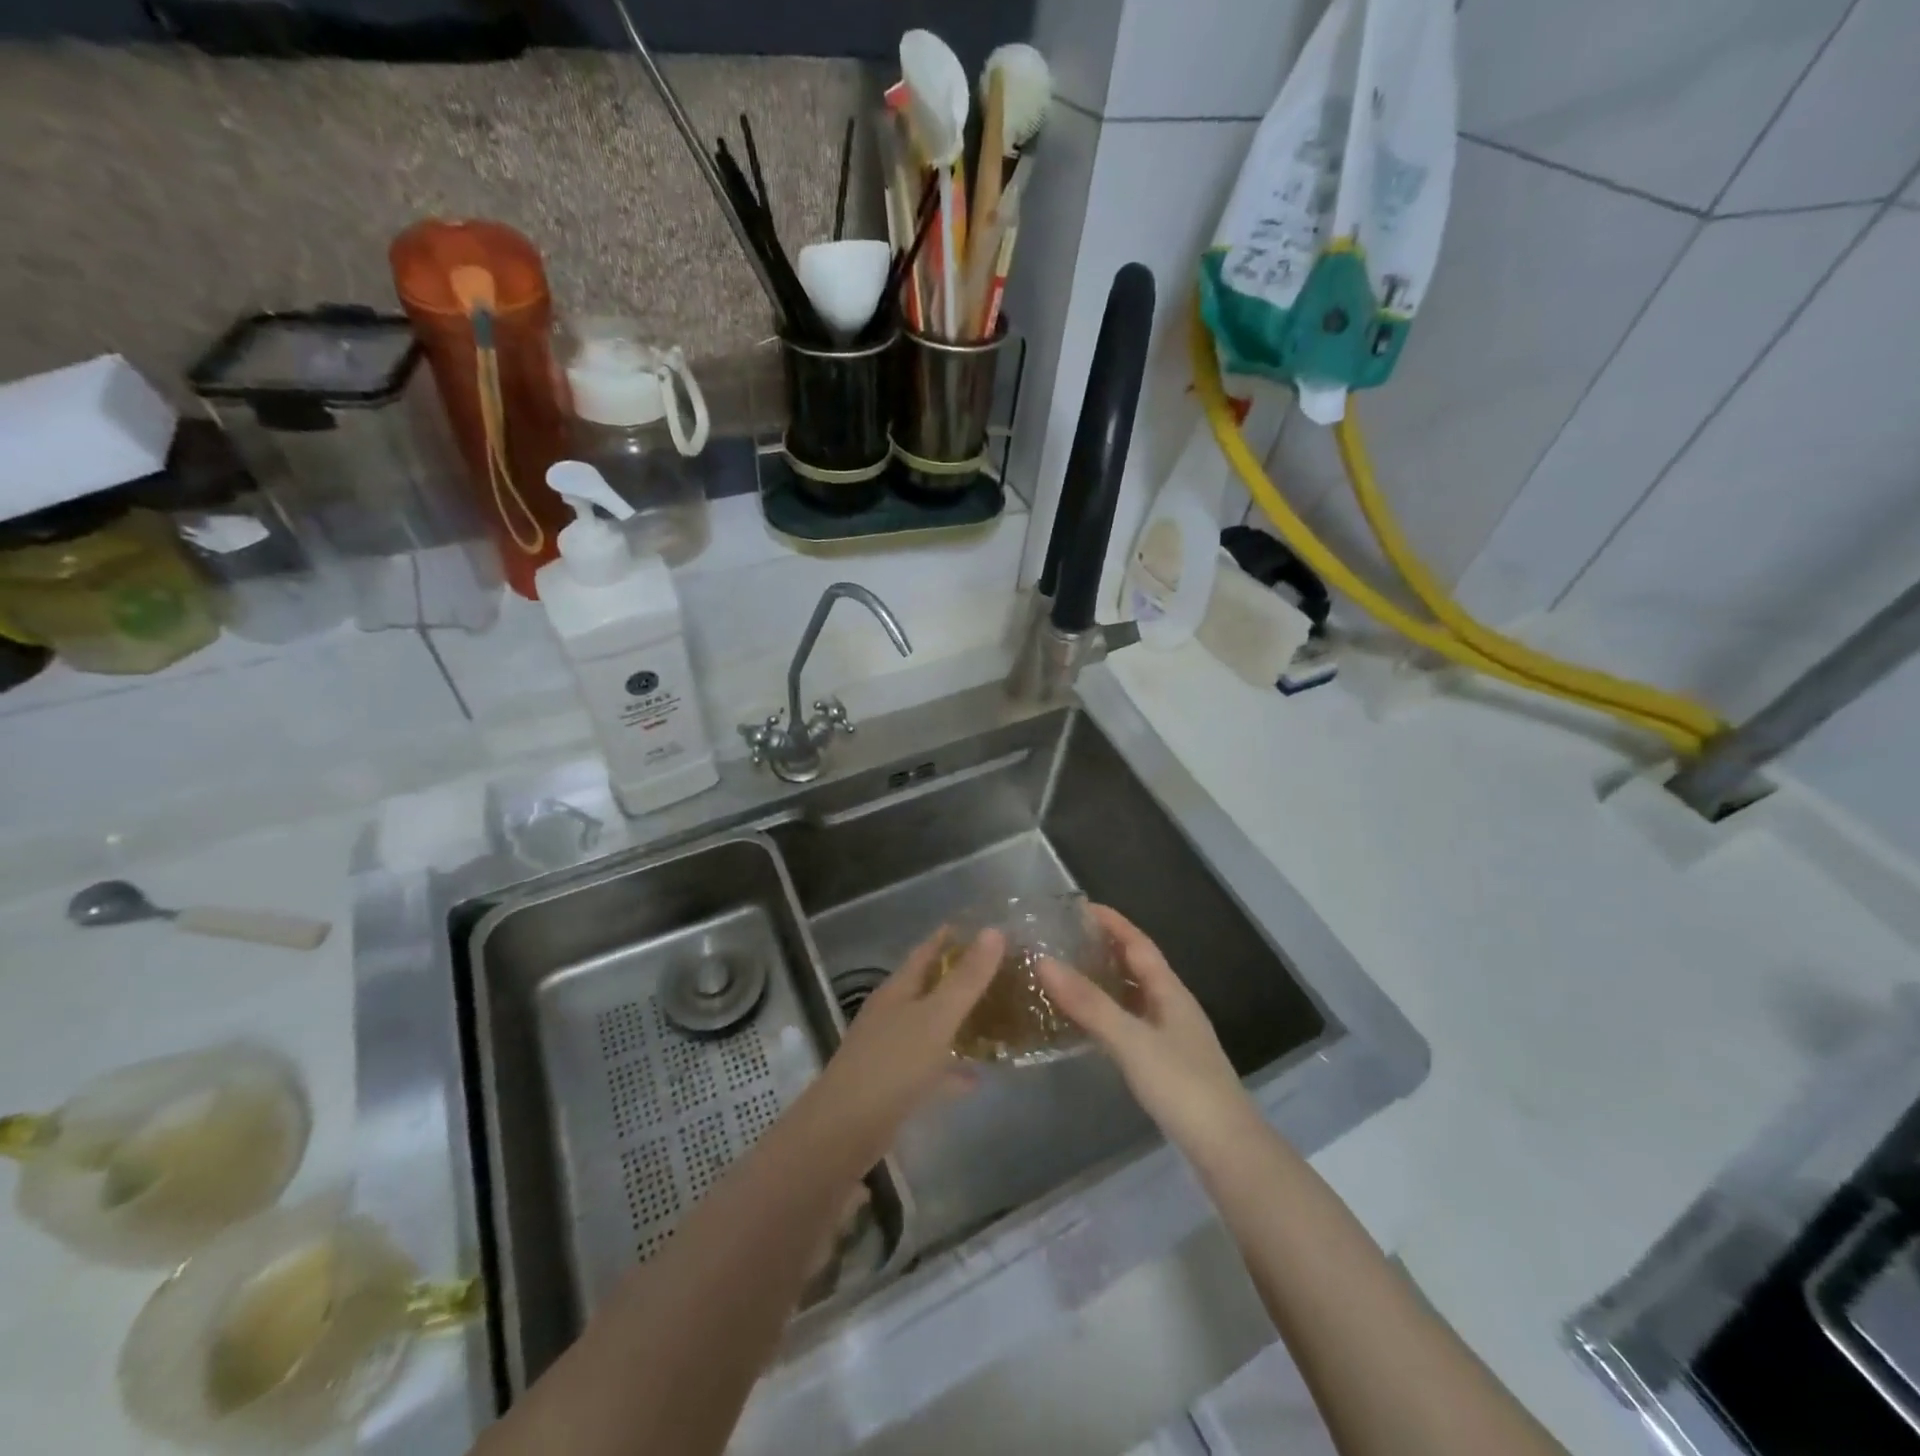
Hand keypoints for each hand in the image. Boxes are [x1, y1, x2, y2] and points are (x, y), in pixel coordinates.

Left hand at [816, 927, 1002, 1155]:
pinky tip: (977, 1077)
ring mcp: (890, 1050)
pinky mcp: (893, 1085)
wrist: (844, 1132)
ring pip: (931, 1026)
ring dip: (958, 1021)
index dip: (952, 937)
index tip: (984, 928)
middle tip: (1001, 973)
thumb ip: (966, 978)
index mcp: (898, 990)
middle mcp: (892, 1014)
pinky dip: (952, 1069)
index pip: (926, 950)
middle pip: (929, 987)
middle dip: (960, 978)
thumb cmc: (892, 1065)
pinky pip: (930, 1067)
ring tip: (995, 1018)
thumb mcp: (936, 1018)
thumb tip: (994, 930)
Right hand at [1038, 905, 1252, 1155]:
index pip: (1139, 943)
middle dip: (1107, 947)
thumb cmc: (1181, 1085)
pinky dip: (1110, 1012)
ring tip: (1070, 974)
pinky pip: (1133, 1021)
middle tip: (1067, 938)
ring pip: (1135, 995)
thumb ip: (1088, 1003)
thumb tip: (1044, 962)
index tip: (1080, 907)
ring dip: (1107, 980)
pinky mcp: (1168, 1063)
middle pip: (1138, 966)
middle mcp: (1174, 1006)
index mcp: (1170, 992)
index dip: (1112, 922)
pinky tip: (1090, 1024)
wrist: (1226, 1148)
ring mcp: (1173, 1036)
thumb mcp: (1130, 1040)